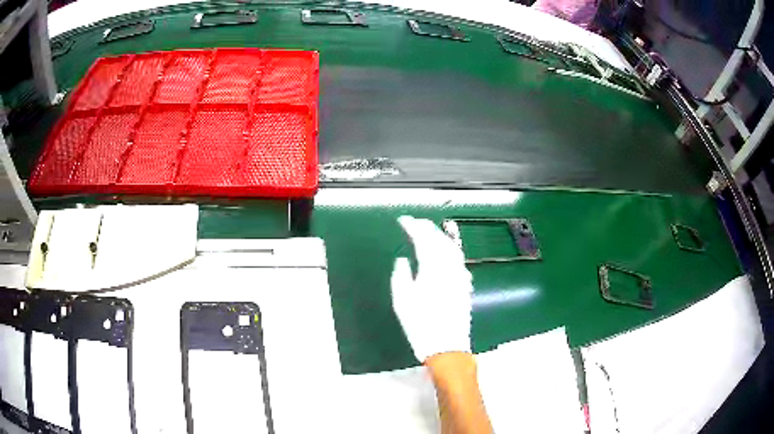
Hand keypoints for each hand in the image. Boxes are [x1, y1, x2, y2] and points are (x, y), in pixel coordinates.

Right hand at [390, 216, 472, 362]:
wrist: (447, 347)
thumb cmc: (421, 326)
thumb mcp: (402, 302)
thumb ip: (401, 275)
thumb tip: (403, 260)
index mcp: (432, 270)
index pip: (424, 239)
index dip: (413, 226)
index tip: (403, 220)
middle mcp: (449, 269)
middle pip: (440, 240)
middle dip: (427, 227)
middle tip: (415, 223)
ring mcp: (460, 277)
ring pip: (452, 248)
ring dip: (440, 235)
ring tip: (429, 232)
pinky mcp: (464, 285)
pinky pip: (458, 259)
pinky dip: (450, 249)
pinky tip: (445, 252)